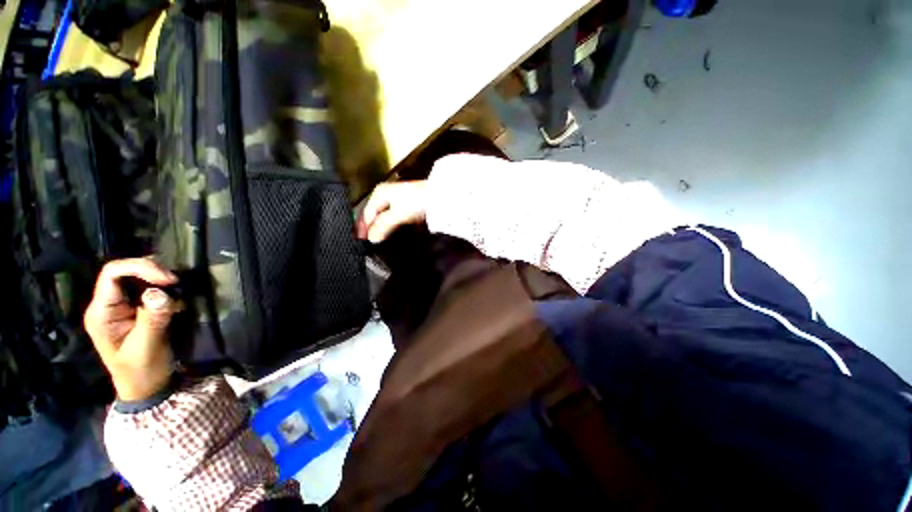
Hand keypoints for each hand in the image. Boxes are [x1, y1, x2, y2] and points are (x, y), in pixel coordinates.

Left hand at [84, 258, 179, 401]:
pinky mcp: (135, 309)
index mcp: (101, 312)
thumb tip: (160, 293)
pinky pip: (147, 288)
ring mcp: (120, 306)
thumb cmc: (141, 371)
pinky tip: (175, 297)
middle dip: (152, 271)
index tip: (169, 280)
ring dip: (159, 279)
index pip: (112, 274)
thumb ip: (152, 319)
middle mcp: (107, 304)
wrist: (145, 387)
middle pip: (124, 271)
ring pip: (137, 277)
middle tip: (177, 283)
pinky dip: (163, 288)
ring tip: (178, 290)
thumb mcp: (147, 347)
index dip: (140, 268)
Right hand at [356, 180, 428, 242]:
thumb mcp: (397, 214)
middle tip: (367, 245)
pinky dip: (390, 228)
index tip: (361, 243)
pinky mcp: (406, 207)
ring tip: (377, 242)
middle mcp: (386, 195)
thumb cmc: (420, 200)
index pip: (365, 214)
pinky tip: (390, 235)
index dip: (362, 230)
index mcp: (379, 193)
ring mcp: (396, 201)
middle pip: (373, 216)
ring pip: (382, 219)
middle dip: (369, 230)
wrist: (440, 197)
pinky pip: (392, 220)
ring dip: (379, 230)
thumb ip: (382, 226)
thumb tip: (371, 238)